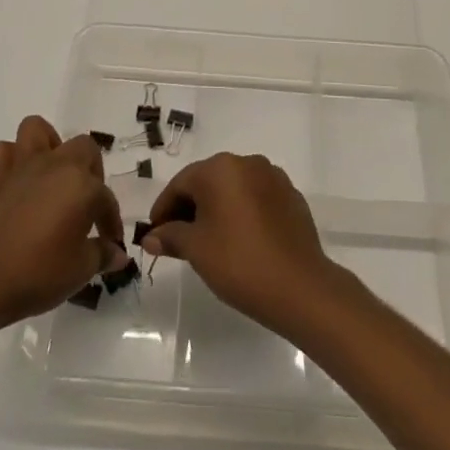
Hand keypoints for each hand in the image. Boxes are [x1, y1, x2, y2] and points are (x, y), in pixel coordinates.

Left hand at [0, 116, 131, 330]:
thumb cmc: (40, 274)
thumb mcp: (81, 269)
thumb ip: (102, 255)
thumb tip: (118, 254)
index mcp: (82, 185)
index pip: (106, 199)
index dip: (111, 222)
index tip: (111, 242)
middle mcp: (56, 165)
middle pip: (83, 148)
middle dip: (91, 170)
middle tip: (86, 203)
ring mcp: (23, 167)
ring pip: (37, 130)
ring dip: (49, 145)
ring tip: (54, 174)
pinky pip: (2, 152)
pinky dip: (11, 159)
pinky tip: (19, 180)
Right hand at [140, 153, 345, 335]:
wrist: (299, 286)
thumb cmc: (238, 262)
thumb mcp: (196, 249)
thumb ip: (170, 236)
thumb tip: (150, 236)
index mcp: (220, 168)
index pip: (181, 183)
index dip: (163, 209)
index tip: (154, 233)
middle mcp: (247, 163)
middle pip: (207, 181)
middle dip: (189, 208)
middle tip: (177, 239)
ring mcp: (273, 177)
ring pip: (233, 189)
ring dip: (216, 209)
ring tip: (208, 241)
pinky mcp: (291, 196)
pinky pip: (256, 198)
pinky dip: (241, 213)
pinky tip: (239, 240)